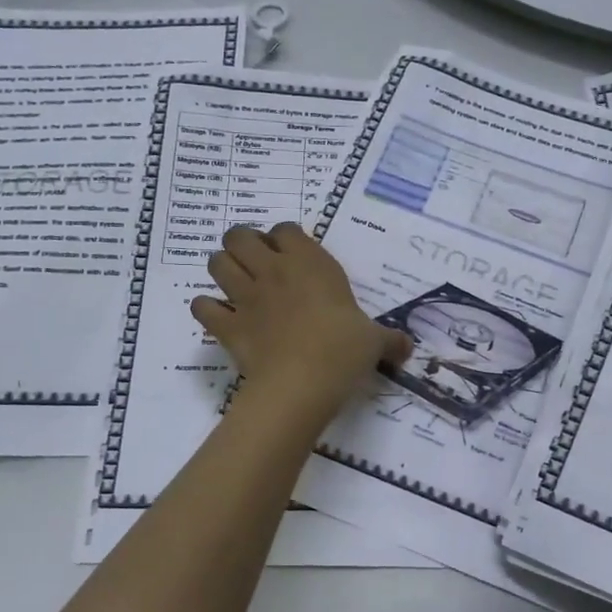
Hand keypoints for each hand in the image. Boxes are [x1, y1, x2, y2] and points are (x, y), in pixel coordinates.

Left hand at [190, 223, 410, 424]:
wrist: (304, 382)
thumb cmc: (344, 350)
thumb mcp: (374, 341)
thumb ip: (389, 340)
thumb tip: (408, 348)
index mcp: (310, 263)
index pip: (285, 229)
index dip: (284, 238)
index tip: (292, 255)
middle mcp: (273, 271)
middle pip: (239, 235)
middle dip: (243, 244)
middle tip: (256, 263)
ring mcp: (245, 297)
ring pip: (216, 263)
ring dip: (222, 268)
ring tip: (235, 283)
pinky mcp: (228, 325)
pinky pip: (203, 307)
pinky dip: (206, 309)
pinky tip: (218, 316)